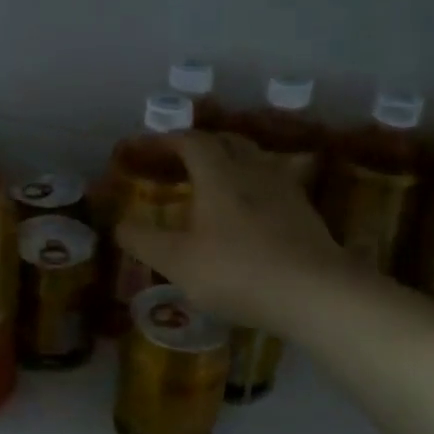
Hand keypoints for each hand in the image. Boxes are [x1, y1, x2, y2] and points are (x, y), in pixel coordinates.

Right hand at [115, 132, 343, 333]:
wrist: (315, 293)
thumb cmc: (237, 272)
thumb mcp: (178, 262)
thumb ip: (144, 241)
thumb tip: (118, 225)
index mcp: (219, 175)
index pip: (191, 141)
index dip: (167, 140)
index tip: (148, 147)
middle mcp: (253, 171)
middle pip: (227, 142)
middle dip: (201, 144)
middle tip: (181, 160)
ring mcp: (285, 190)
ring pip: (256, 160)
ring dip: (232, 161)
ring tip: (217, 180)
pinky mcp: (306, 212)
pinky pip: (275, 184)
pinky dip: (255, 186)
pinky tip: (253, 209)